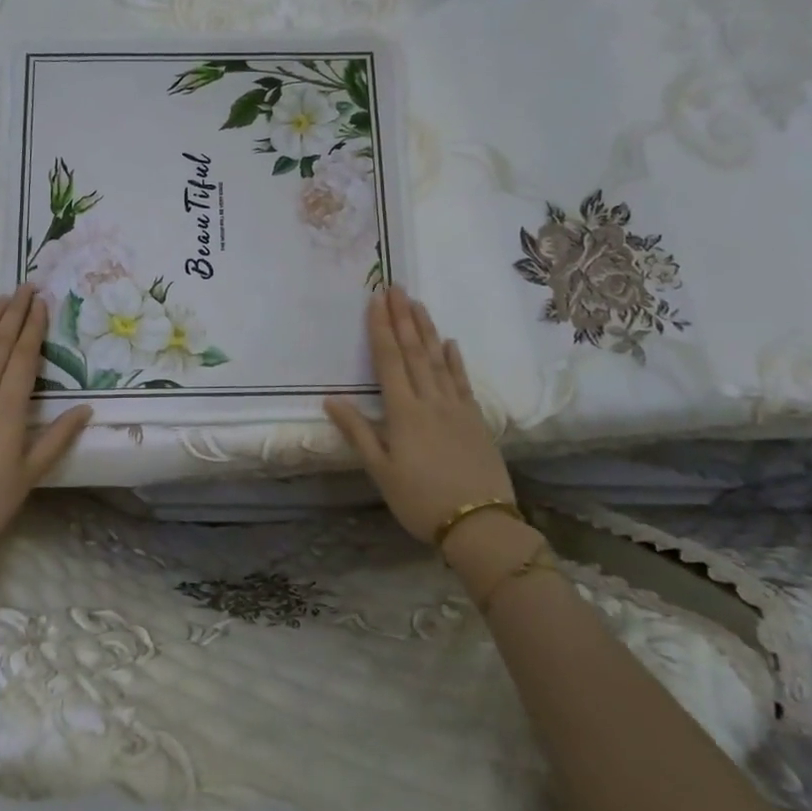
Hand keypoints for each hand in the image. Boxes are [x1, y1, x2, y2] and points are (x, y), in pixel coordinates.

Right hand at [325, 286, 513, 544]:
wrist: (479, 523)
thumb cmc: (420, 500)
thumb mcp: (381, 471)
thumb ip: (358, 432)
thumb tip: (331, 399)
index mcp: (403, 412)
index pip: (389, 360)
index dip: (380, 329)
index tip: (376, 300)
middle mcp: (430, 401)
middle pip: (415, 351)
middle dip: (403, 318)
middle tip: (396, 287)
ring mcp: (456, 407)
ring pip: (439, 360)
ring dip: (427, 329)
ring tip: (418, 304)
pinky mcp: (475, 419)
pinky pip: (462, 381)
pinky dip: (455, 360)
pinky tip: (450, 343)